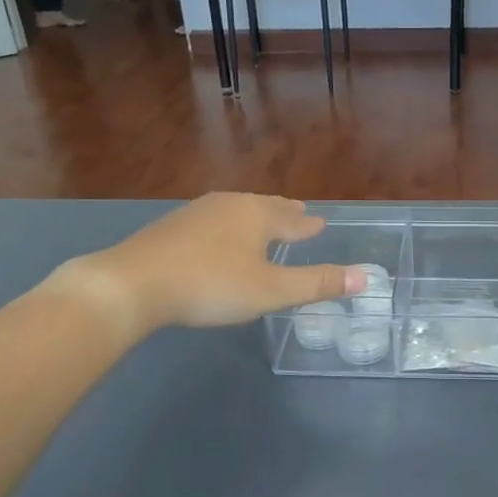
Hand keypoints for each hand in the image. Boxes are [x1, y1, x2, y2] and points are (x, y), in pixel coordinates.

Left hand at [53, 194, 364, 332]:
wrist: (133, 283)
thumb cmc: (211, 285)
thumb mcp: (271, 291)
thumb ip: (317, 284)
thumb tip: (365, 276)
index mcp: (257, 215)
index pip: (292, 219)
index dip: (308, 226)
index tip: (321, 222)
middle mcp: (229, 205)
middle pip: (265, 208)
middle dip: (284, 214)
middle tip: (299, 214)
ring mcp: (196, 213)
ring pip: (237, 212)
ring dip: (255, 218)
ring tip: (263, 223)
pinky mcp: (171, 228)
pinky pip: (213, 222)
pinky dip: (228, 228)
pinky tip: (218, 238)